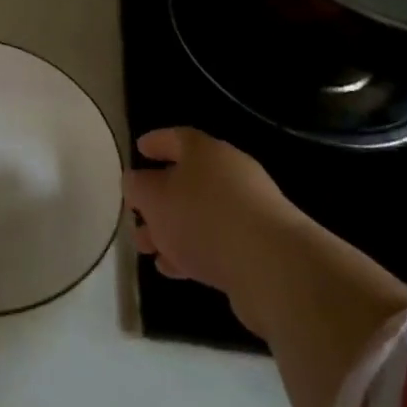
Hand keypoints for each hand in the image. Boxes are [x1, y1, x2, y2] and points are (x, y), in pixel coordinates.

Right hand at [125, 127, 308, 330]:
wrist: (271, 266)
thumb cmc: (203, 218)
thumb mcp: (155, 199)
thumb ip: (139, 187)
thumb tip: (135, 181)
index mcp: (205, 151)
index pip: (176, 138)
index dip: (155, 142)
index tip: (139, 150)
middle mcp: (229, 173)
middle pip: (187, 179)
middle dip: (158, 198)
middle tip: (136, 214)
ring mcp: (247, 209)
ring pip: (199, 214)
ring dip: (171, 229)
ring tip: (148, 248)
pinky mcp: (257, 245)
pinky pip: (215, 241)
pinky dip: (192, 250)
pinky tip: (174, 269)